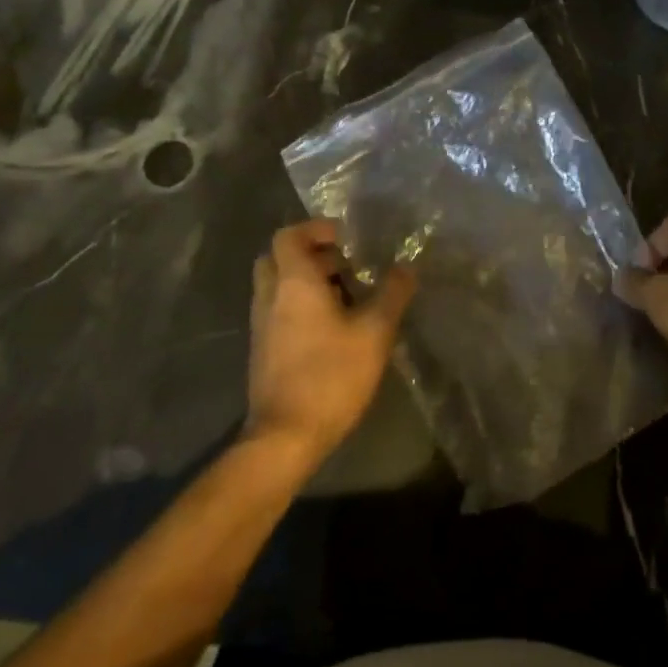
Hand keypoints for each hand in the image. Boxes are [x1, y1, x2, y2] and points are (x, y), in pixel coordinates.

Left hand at [246, 220, 415, 466]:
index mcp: (293, 282)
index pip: (288, 235)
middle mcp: (270, 296)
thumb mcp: (374, 332)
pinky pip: (278, 310)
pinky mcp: (263, 350)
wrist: (285, 437)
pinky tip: (333, 329)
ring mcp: (261, 325)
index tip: (345, 239)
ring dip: (307, 282)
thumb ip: (392, 294)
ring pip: (278, 285)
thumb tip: (406, 268)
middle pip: (278, 257)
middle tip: (345, 266)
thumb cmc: (330, 375)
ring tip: (347, 298)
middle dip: (311, 255)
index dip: (315, 229)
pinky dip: (300, 306)